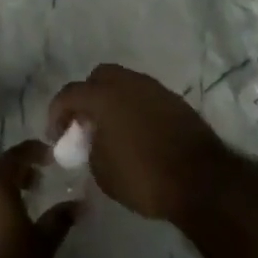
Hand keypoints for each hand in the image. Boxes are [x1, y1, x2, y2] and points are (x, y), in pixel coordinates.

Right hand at [48, 64, 226, 222]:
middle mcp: (128, 83)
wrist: (201, 180)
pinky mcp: (175, 101)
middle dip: (87, 97)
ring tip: (110, 129)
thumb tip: (94, 139)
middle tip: (84, 124)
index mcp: (104, 95)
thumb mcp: (102, 170)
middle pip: (99, 77)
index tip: (55, 135)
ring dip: (112, 101)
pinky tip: (135, 133)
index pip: (70, 94)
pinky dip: (133, 108)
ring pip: (124, 84)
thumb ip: (91, 146)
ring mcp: (154, 89)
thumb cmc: (143, 177)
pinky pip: (144, 97)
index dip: (57, 113)